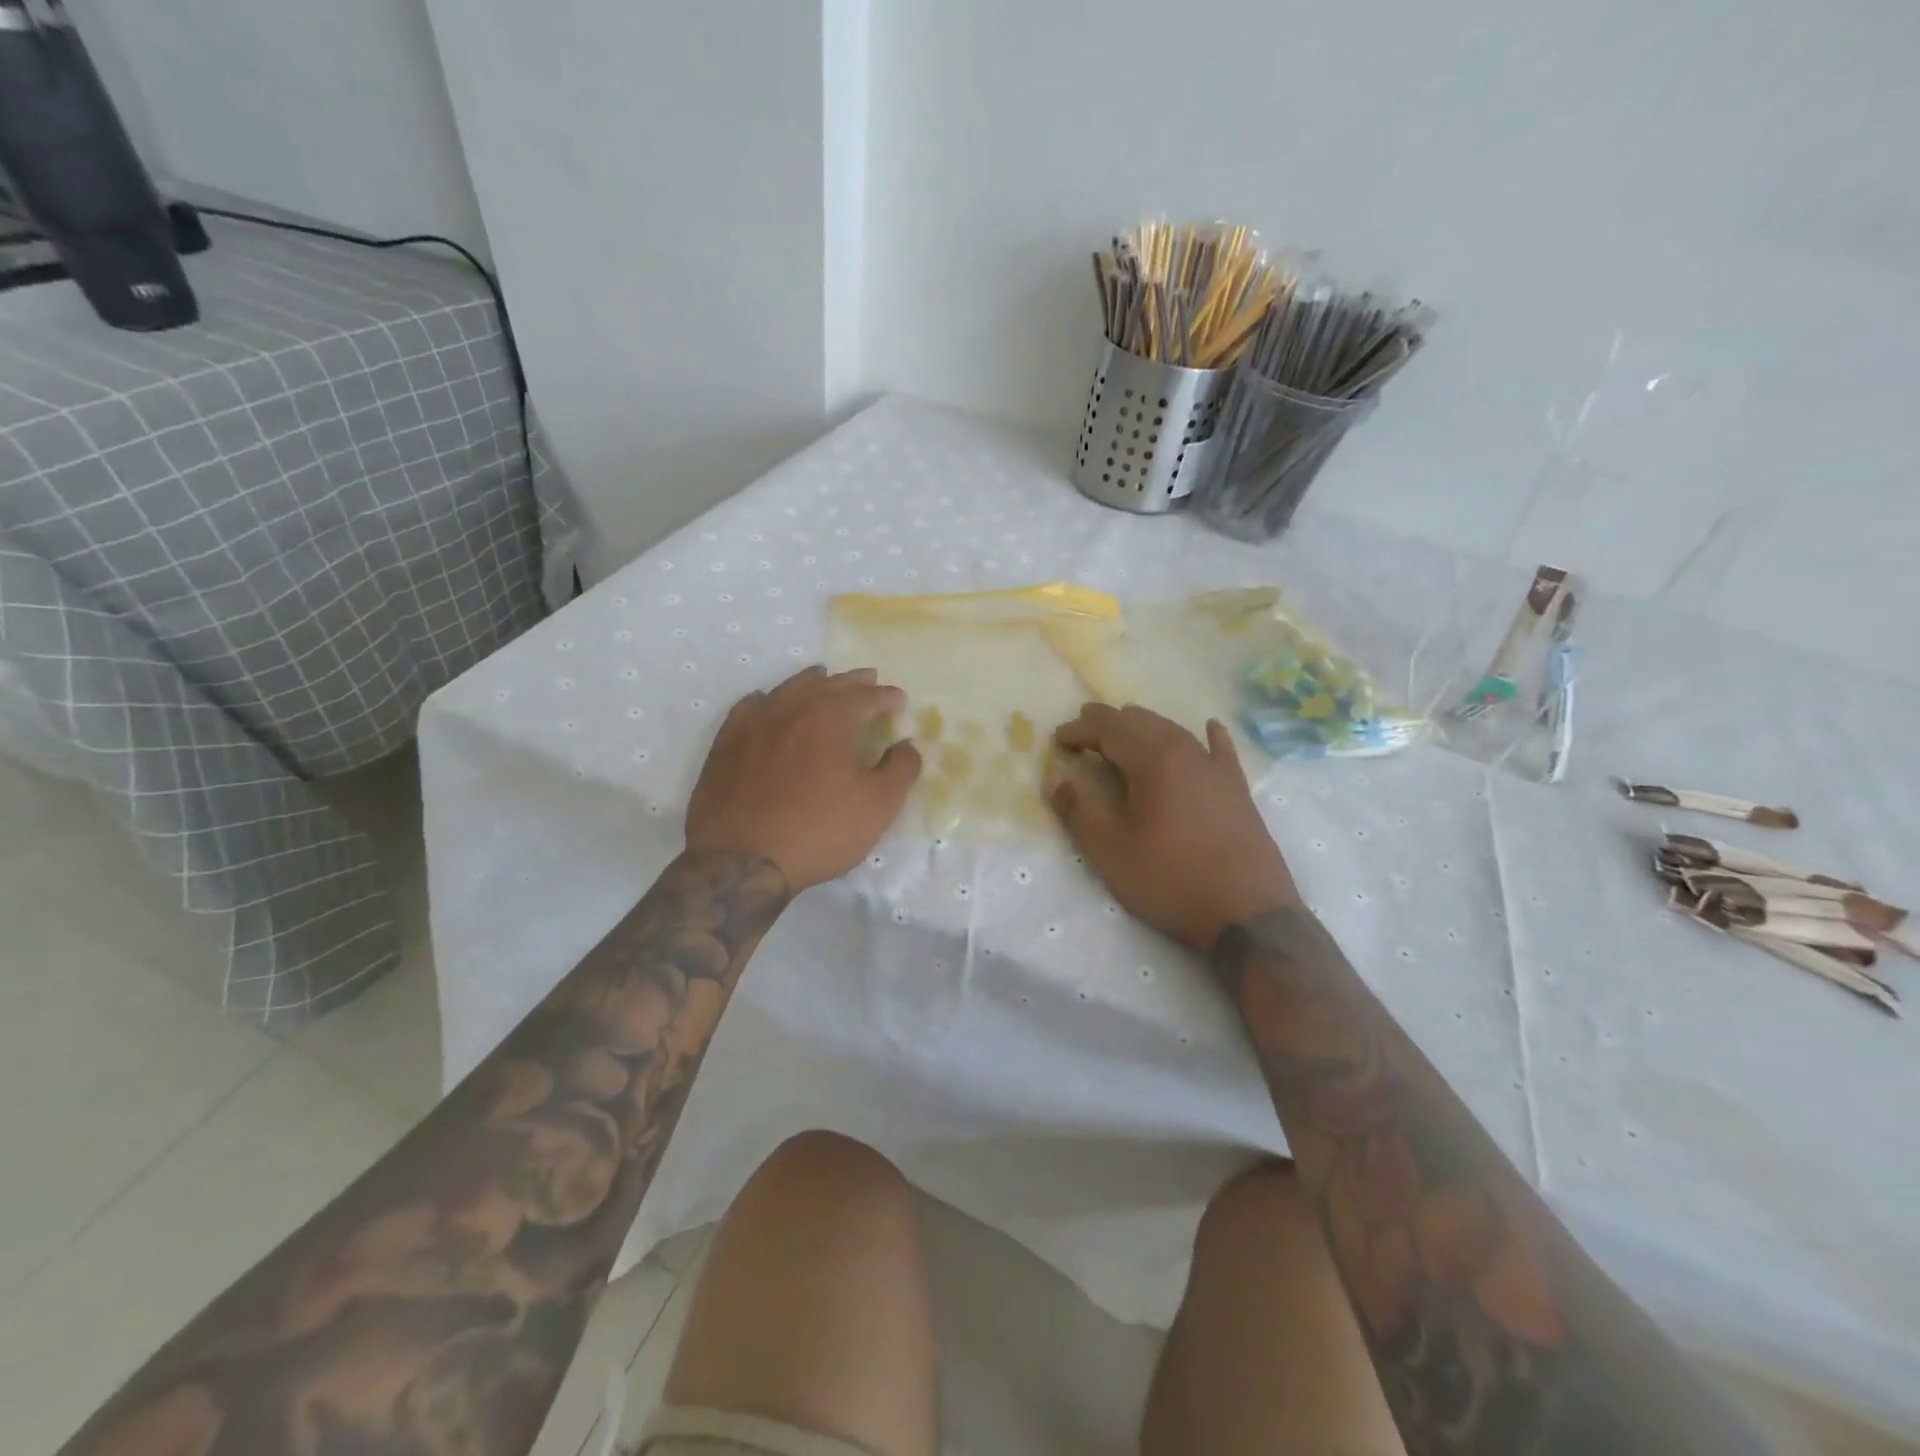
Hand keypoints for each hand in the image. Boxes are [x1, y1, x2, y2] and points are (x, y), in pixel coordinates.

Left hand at [687, 666, 921, 891]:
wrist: (742, 861)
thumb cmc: (819, 831)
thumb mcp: (877, 806)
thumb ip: (900, 770)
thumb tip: (908, 745)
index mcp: (831, 718)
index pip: (866, 697)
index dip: (887, 697)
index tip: (899, 700)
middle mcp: (792, 709)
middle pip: (827, 685)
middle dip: (853, 682)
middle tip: (869, 679)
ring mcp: (754, 724)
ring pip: (787, 690)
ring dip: (811, 682)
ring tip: (823, 678)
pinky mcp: (726, 744)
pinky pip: (748, 708)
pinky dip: (766, 700)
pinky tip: (767, 702)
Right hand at [1047, 704, 1298, 950]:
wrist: (1248, 914)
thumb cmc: (1171, 881)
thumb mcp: (1112, 853)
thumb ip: (1079, 811)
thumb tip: (1056, 778)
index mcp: (1154, 762)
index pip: (1109, 730)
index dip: (1080, 731)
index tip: (1057, 739)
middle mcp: (1187, 753)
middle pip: (1142, 722)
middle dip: (1109, 722)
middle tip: (1084, 728)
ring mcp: (1217, 769)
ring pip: (1176, 731)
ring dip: (1145, 725)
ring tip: (1125, 727)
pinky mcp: (1238, 790)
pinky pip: (1221, 750)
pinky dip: (1208, 736)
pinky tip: (1210, 727)